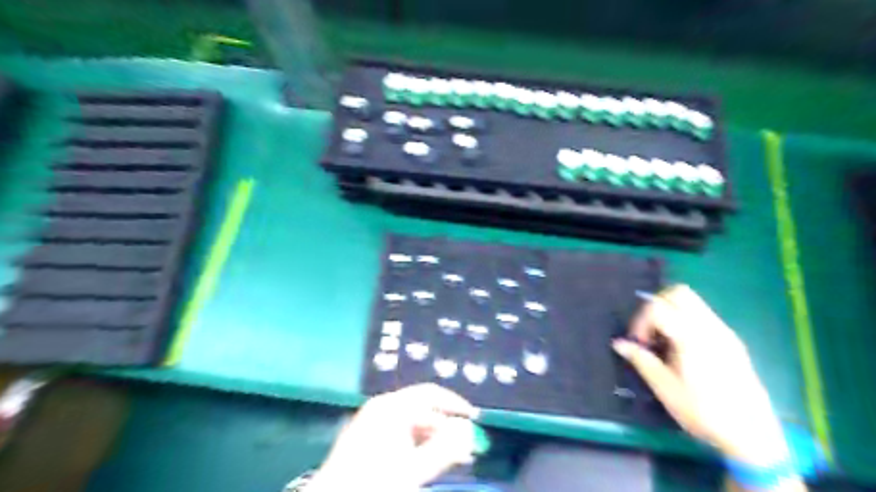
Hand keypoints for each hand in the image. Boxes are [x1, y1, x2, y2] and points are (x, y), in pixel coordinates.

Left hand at [309, 385, 477, 491]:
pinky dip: (417, 445)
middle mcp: (382, 408)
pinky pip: (400, 435)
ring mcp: (372, 422)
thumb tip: (469, 432)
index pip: (431, 395)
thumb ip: (444, 449)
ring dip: (434, 439)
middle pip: (423, 410)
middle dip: (446, 428)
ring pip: (412, 424)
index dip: (455, 405)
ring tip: (453, 458)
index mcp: (391, 407)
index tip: (475, 420)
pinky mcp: (367, 439)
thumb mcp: (412, 469)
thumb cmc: (373, 482)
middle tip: (467, 447)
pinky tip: (428, 461)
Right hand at [611, 285, 790, 465]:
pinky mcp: (732, 340)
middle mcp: (710, 327)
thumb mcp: (665, 388)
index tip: (639, 344)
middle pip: (678, 293)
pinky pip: (704, 315)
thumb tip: (619, 343)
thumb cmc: (703, 412)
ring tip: (664, 340)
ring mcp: (724, 332)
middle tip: (650, 331)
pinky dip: (686, 320)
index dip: (641, 321)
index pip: (658, 307)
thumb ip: (641, 360)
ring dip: (671, 311)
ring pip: (693, 301)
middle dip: (656, 305)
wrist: (752, 435)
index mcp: (691, 338)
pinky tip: (682, 348)